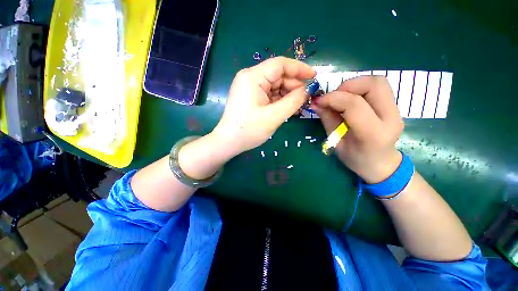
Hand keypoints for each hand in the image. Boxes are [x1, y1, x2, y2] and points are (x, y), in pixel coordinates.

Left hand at [212, 56, 315, 155]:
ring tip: (298, 106)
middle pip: (278, 75)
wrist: (229, 142)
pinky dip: (279, 100)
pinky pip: (269, 94)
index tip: (314, 77)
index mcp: (253, 77)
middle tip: (306, 98)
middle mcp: (250, 77)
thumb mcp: (274, 116)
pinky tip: (287, 108)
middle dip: (293, 86)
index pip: (280, 64)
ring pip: (274, 86)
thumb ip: (293, 101)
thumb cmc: (249, 130)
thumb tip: (307, 90)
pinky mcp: (250, 96)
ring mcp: (249, 87)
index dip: (299, 69)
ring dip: (287, 94)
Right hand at [312, 76, 403, 183]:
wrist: (381, 164)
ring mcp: (396, 110)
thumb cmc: (356, 159)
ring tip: (341, 97)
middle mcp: (390, 118)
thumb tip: (316, 104)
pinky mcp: (395, 106)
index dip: (333, 98)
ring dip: (355, 84)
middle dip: (347, 86)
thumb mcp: (337, 143)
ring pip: (378, 82)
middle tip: (333, 97)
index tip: (319, 101)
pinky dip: (360, 87)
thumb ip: (328, 121)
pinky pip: (378, 87)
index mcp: (373, 134)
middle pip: (373, 85)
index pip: (354, 105)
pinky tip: (350, 99)